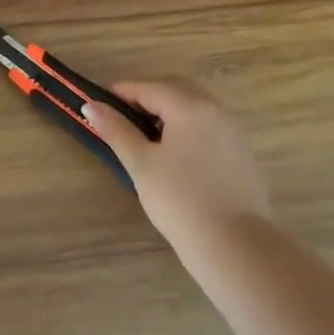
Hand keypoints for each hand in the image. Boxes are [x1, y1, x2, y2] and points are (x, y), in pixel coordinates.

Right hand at [82, 79, 271, 252]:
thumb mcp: (141, 164)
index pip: (149, 87)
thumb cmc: (180, 200)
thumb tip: (90, 105)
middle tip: (123, 116)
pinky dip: (188, 127)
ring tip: (147, 135)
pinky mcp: (242, 154)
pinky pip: (209, 126)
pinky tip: (176, 153)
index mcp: (189, 107)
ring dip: (170, 111)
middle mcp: (215, 111)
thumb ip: (116, 130)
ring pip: (195, 107)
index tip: (99, 103)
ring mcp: (233, 132)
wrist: (235, 247)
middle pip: (176, 89)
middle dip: (148, 96)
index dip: (122, 92)